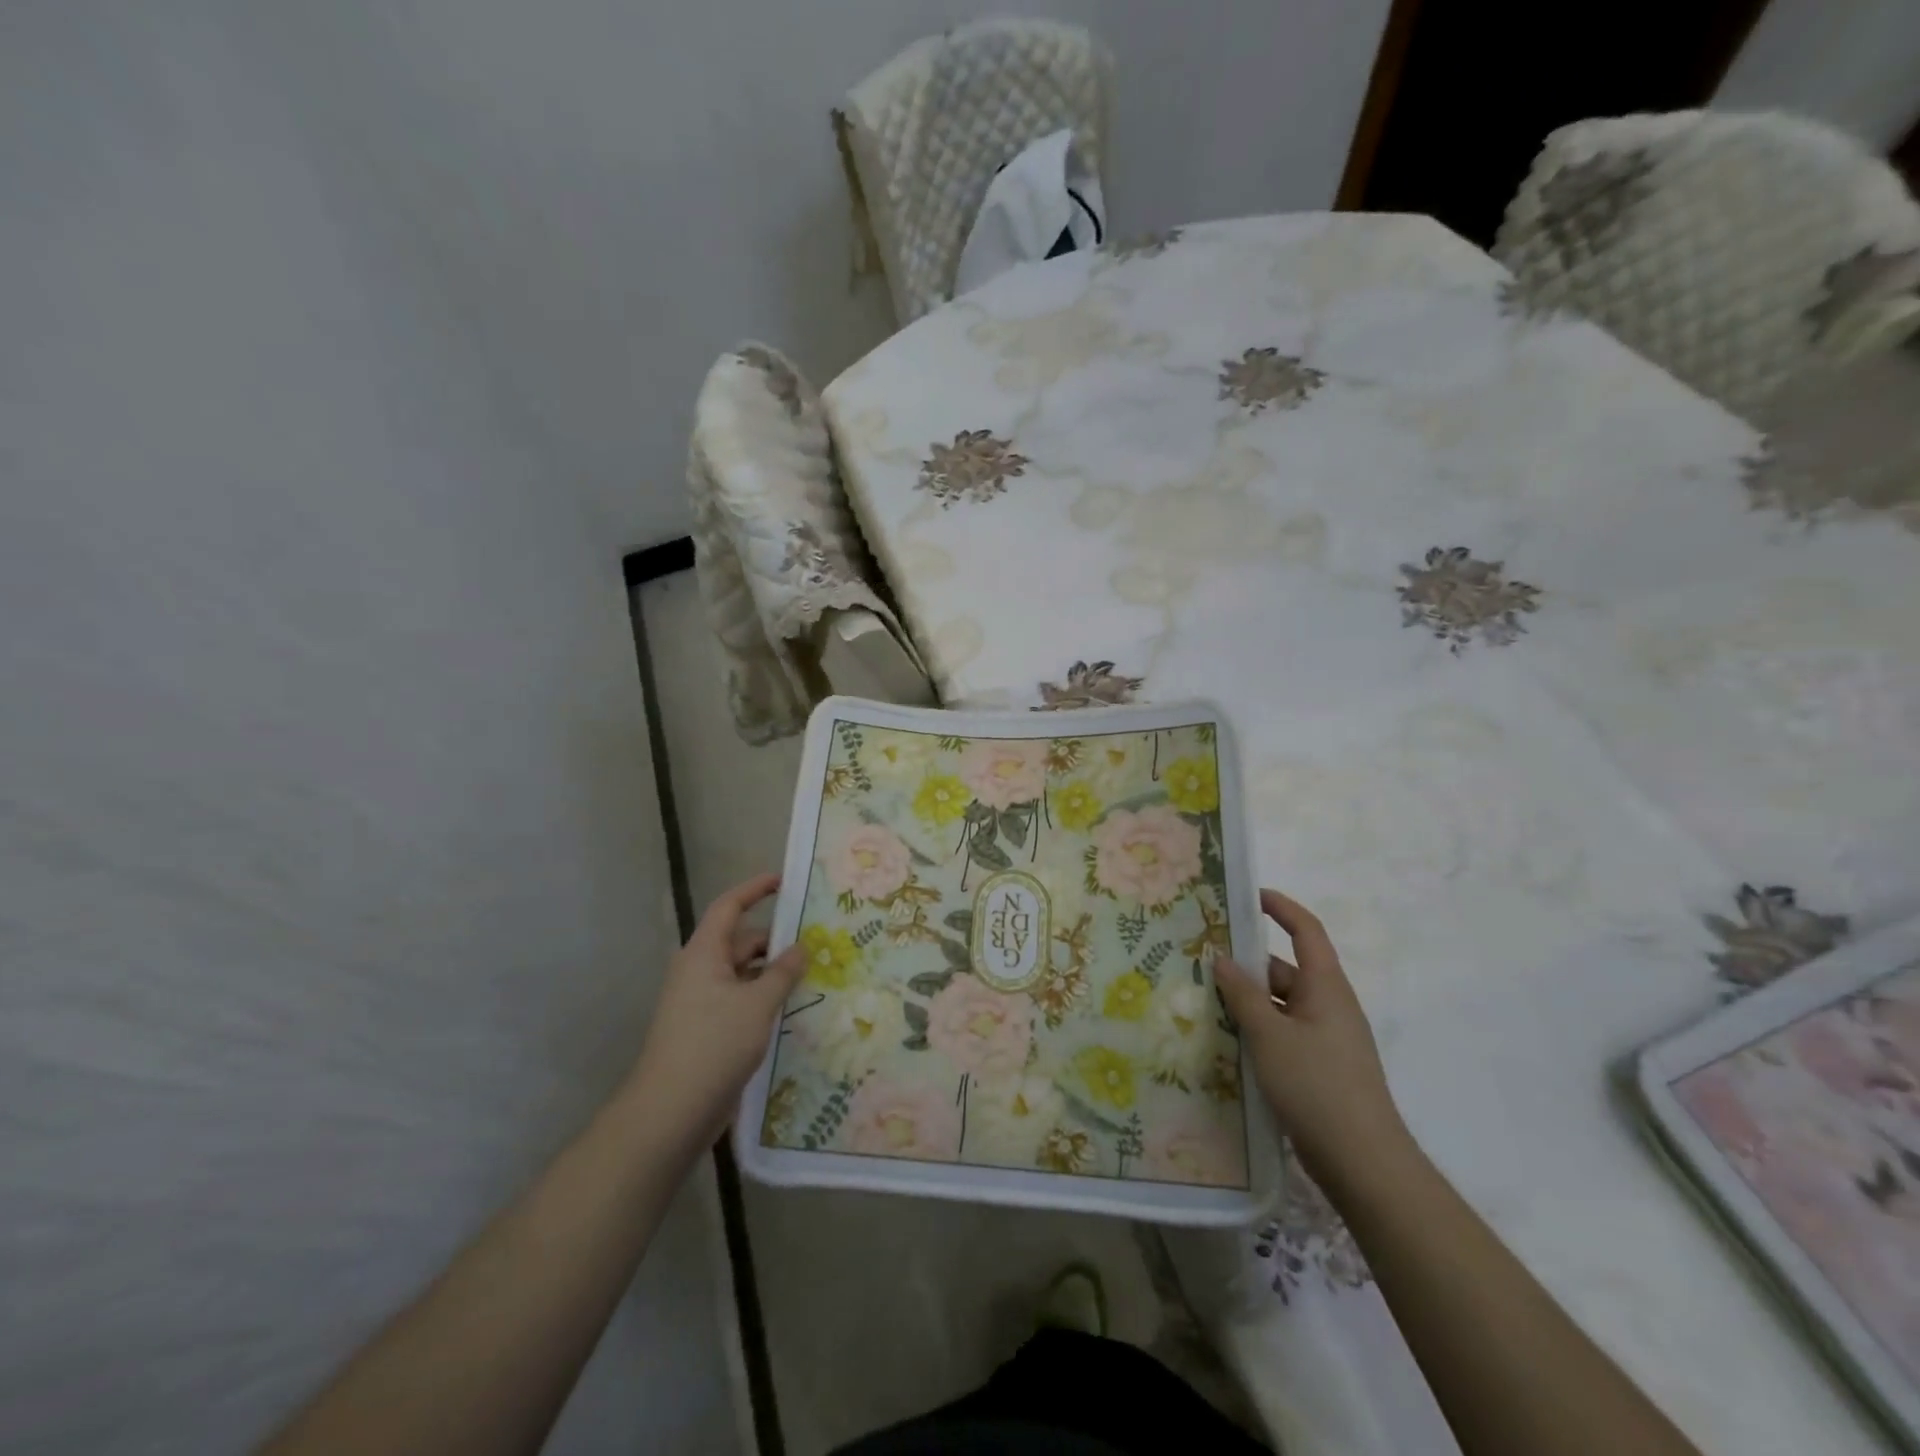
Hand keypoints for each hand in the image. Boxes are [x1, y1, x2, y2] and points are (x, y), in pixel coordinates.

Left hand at [626, 873, 805, 1148]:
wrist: (670, 1111)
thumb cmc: (714, 1044)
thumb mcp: (758, 1003)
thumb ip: (783, 972)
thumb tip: (801, 947)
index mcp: (704, 953)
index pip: (729, 906)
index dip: (755, 889)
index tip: (784, 881)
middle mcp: (699, 970)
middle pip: (740, 941)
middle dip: (776, 940)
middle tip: (816, 942)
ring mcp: (700, 1001)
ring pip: (742, 974)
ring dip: (772, 973)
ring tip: (812, 976)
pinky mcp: (705, 1029)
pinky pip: (739, 1000)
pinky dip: (762, 998)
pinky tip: (790, 1010)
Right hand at [1215, 889, 1412, 1191]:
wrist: (1364, 1164)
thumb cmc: (1317, 1086)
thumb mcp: (1270, 1035)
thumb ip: (1243, 994)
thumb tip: (1222, 958)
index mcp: (1326, 987)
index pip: (1306, 931)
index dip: (1280, 907)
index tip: (1247, 895)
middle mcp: (1329, 1006)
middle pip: (1285, 970)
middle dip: (1247, 963)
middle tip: (1202, 957)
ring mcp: (1326, 1039)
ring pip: (1280, 1005)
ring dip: (1247, 1000)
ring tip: (1202, 999)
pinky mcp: (1319, 1068)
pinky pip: (1282, 1033)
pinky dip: (1256, 1029)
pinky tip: (1226, 1040)